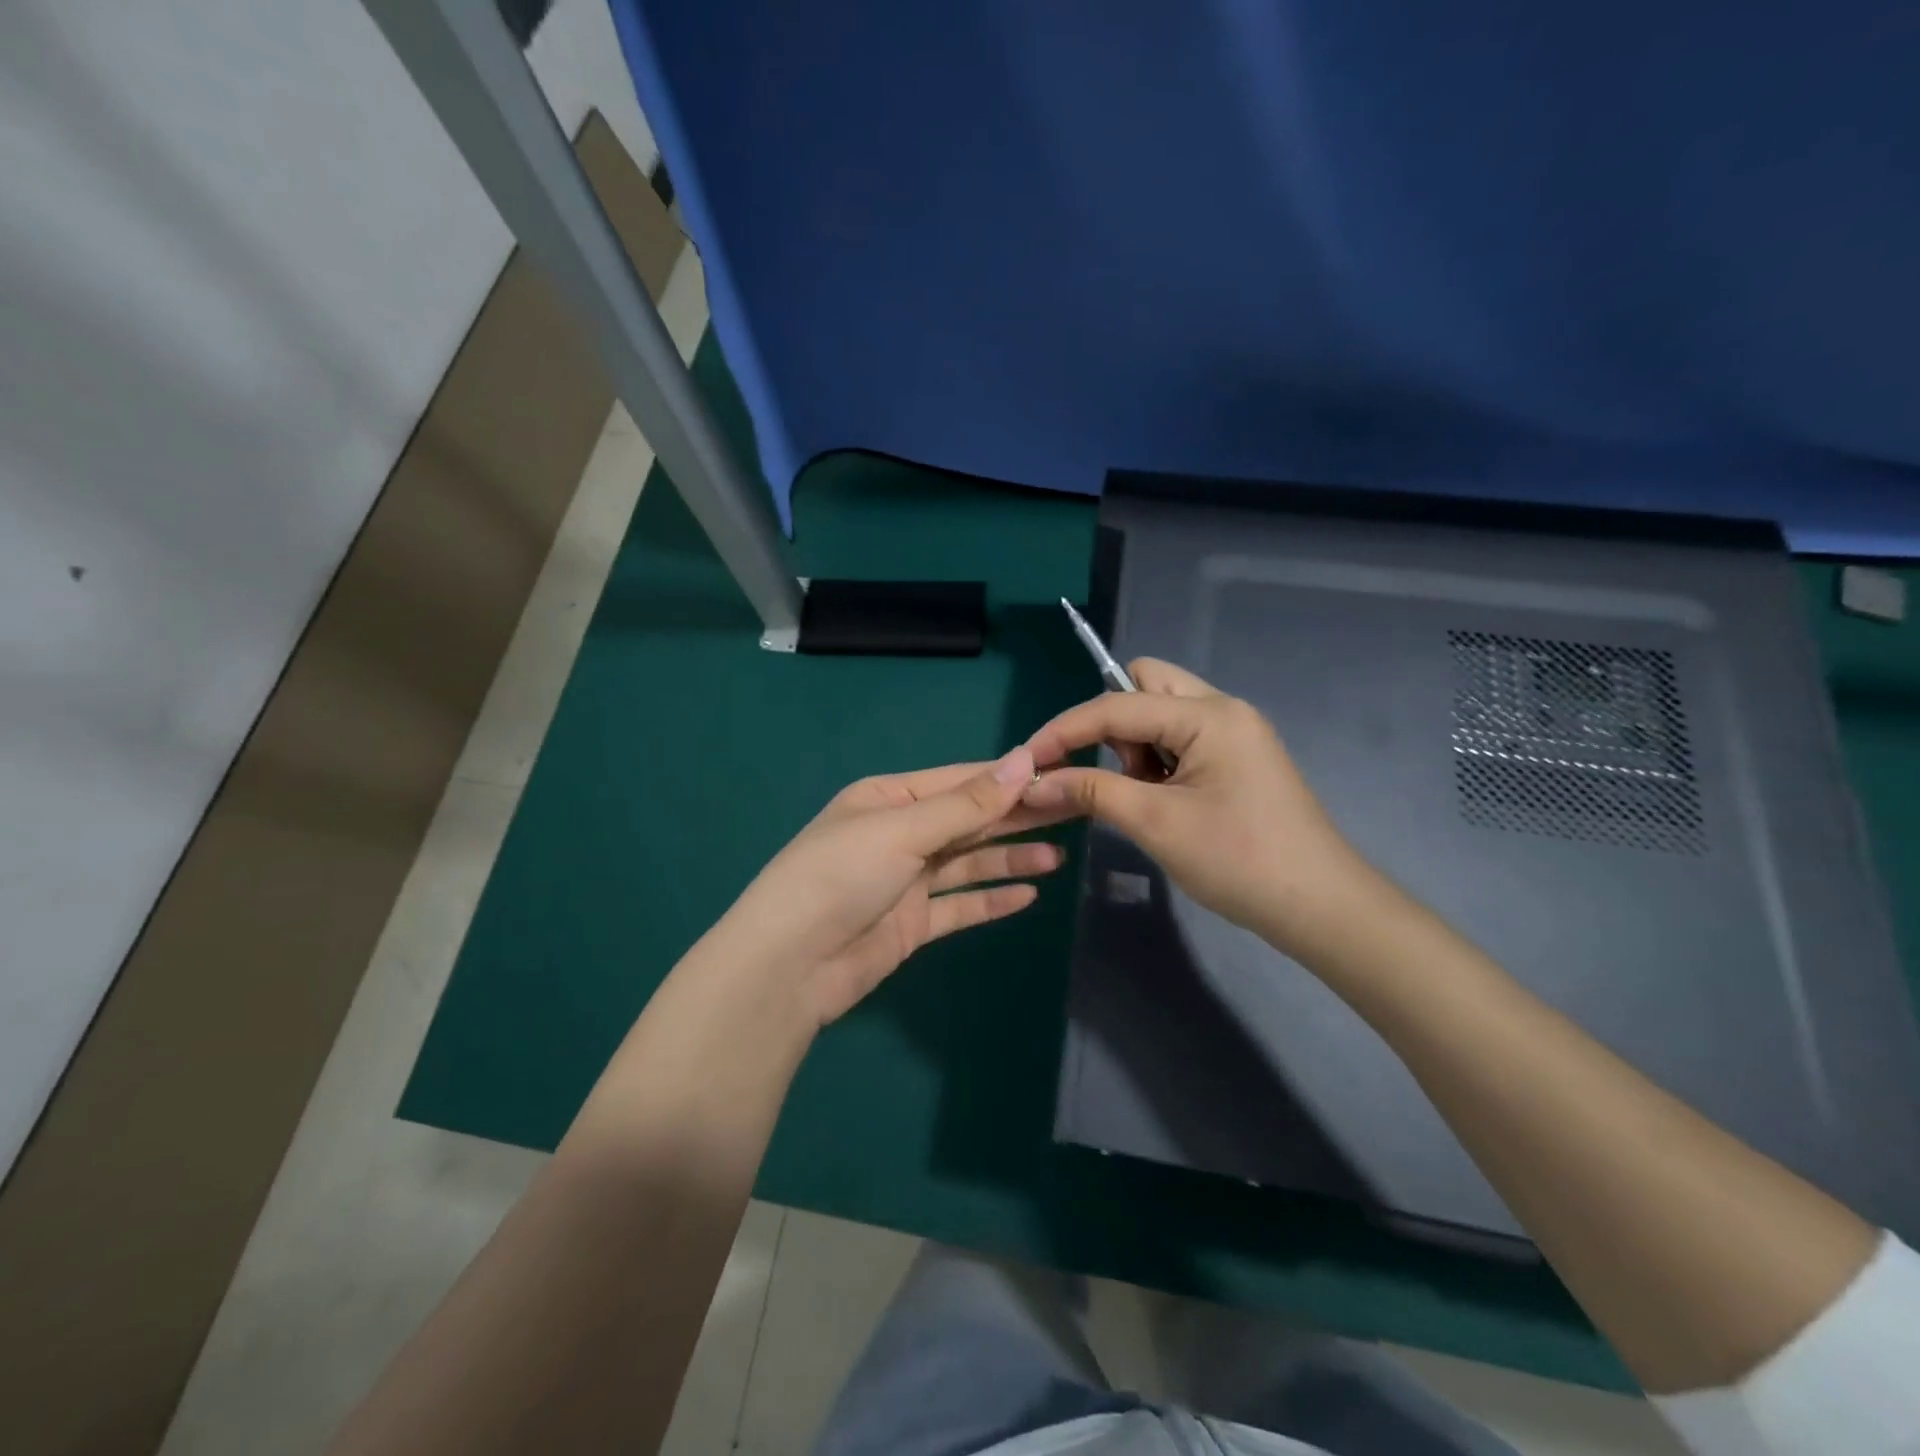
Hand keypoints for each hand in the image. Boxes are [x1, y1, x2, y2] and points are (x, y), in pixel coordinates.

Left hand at [705, 749, 1063, 1026]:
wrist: (789, 966)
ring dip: (1010, 857)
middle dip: (1016, 816)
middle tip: (1073, 811)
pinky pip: (960, 906)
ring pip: (969, 863)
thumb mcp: (902, 830)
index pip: (960, 781)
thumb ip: (966, 804)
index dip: (1008, 778)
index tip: (1058, 774)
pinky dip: (991, 900)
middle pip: (969, 820)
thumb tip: (1023, 759)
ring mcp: (906, 881)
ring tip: (1059, 856)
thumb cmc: (840, 876)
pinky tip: (1029, 894)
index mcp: (889, 799)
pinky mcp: (912, 924)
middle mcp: (899, 834)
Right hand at [1021, 660, 1373, 958]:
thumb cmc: (1239, 860)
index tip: (1027, 759)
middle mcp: (1222, 710)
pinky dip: (1156, 762)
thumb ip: (1090, 791)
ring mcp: (1233, 734)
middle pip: (1144, 685)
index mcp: (1208, 715)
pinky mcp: (1236, 760)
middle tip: (1112, 772)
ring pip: (1160, 713)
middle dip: (1112, 723)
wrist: (1320, 908)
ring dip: (1135, 746)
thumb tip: (1031, 782)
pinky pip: (1179, 740)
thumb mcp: (1156, 823)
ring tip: (1143, 797)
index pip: (1117, 705)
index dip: (1066, 730)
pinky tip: (1162, 802)